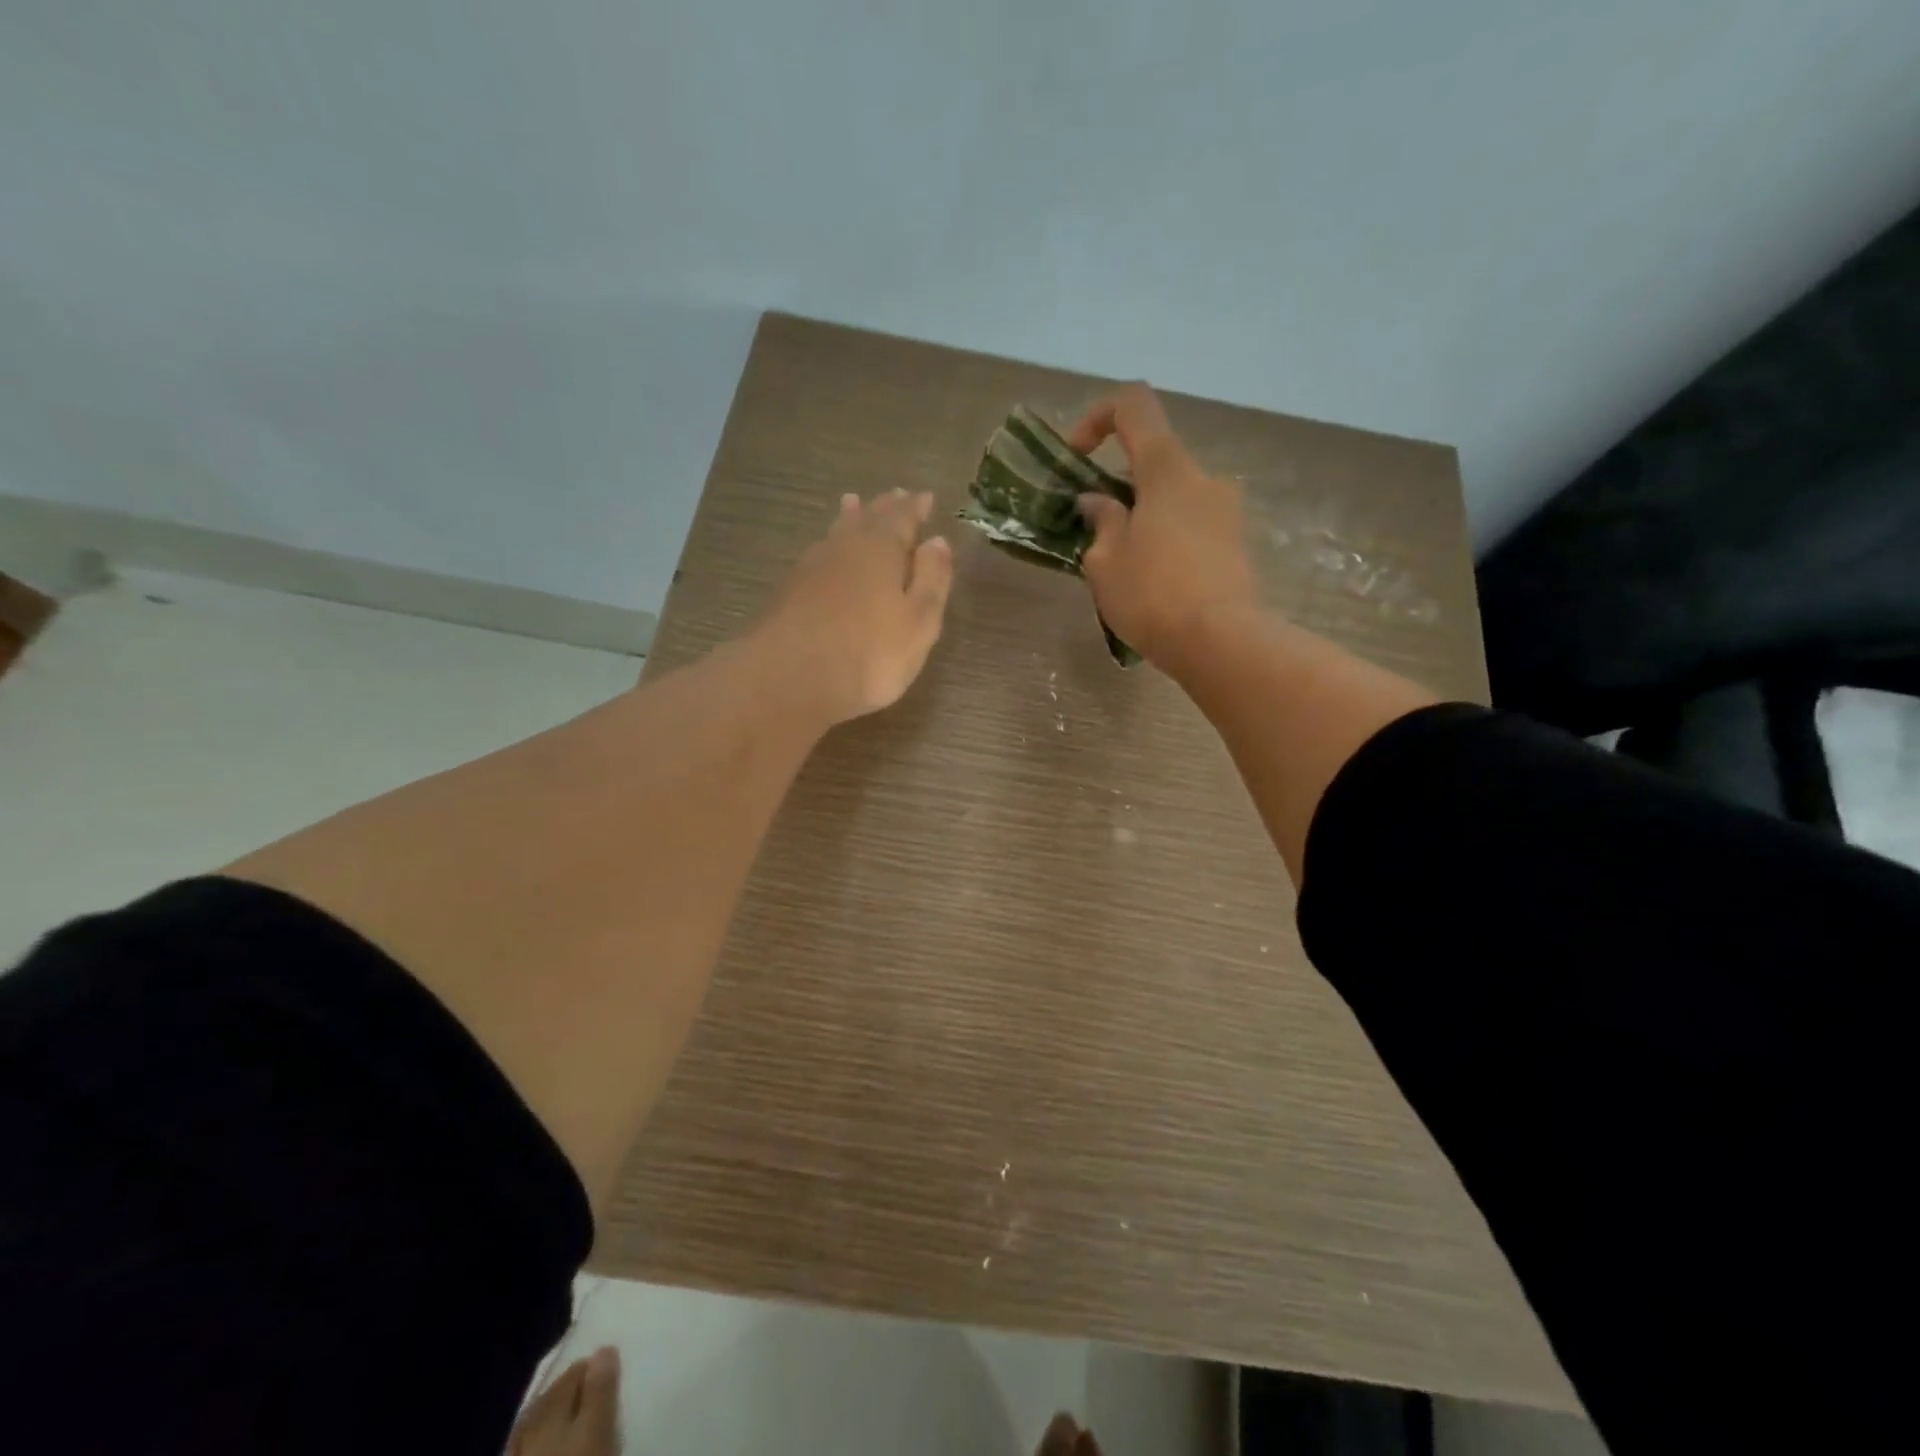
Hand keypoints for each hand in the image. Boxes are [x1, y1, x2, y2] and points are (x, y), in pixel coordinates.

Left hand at [756, 488, 953, 725]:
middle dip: (883, 507)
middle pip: (866, 518)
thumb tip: (937, 542)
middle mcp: (844, 547)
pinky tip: (826, 555)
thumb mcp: (919, 622)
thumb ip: (931, 580)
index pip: (902, 517)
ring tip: (853, 504)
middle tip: (896, 495)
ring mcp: (810, 568)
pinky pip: (818, 556)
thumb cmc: (869, 653)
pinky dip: (830, 547)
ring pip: (836, 533)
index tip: (925, 498)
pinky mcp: (788, 592)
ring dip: (850, 518)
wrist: (788, 679)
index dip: (915, 508)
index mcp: (880, 548)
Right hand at [1068, 383, 1258, 667]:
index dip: (1098, 418)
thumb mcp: (1105, 561)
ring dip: (1143, 518)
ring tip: (1122, 567)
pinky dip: (1166, 539)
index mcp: (1167, 469)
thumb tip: (1098, 502)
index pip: (1134, 405)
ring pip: (1173, 498)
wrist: (1221, 642)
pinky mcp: (1236, 544)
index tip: (1077, 458)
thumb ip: (1100, 521)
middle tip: (1094, 533)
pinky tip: (1153, 584)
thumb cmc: (1152, 595)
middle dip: (1118, 488)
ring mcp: (1227, 511)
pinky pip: (1192, 526)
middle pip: (1154, 461)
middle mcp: (1204, 478)